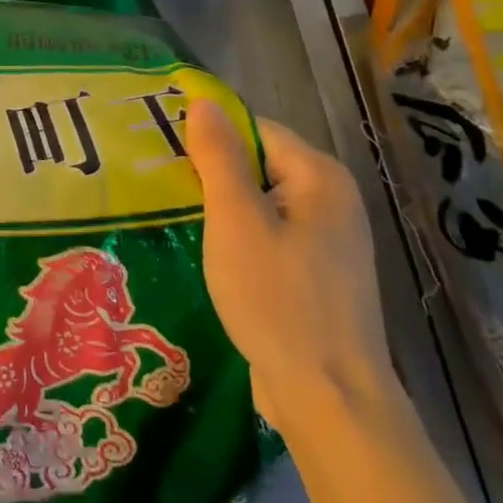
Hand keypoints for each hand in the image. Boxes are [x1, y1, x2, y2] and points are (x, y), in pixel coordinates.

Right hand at [186, 100, 400, 441]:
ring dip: (225, 211)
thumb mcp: (235, 220)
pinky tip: (215, 260)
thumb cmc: (277, 300)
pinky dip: (243, 240)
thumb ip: (219, 156)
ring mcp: (332, 240)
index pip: (255, 130)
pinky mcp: (322, 275)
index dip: (210, 139)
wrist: (330, 400)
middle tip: (168, 194)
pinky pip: (274, 236)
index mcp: (320, 176)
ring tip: (183, 224)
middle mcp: (334, 199)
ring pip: (264, 203)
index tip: (168, 160)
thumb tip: (204, 101)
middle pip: (261, 164)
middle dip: (215, 176)